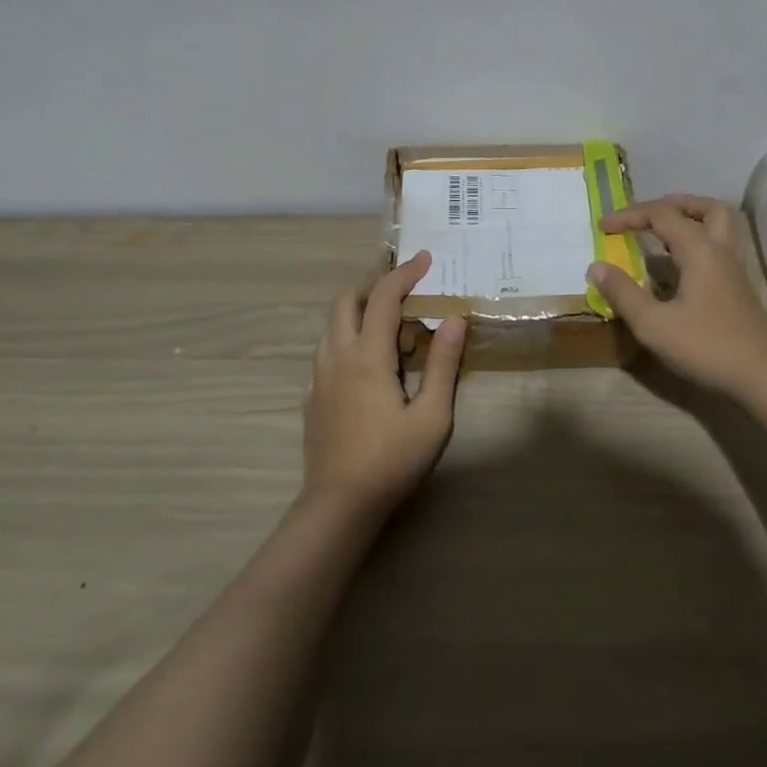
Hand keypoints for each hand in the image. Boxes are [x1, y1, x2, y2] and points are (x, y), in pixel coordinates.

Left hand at [303, 251, 467, 514]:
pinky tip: (366, 360)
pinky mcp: (312, 397)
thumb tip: (454, 319)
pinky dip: (346, 335)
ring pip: (332, 324)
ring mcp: (319, 376)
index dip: (404, 272)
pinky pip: (327, 349)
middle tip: (401, 284)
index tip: (424, 258)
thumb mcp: (432, 417)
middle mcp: (338, 356)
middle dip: (373, 282)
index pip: (383, 297)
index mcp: (368, 356)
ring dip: (357, 308)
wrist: (338, 507)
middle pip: (346, 299)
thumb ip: (443, 364)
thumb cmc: (391, 461)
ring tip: (387, 320)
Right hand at [589, 195, 766, 396]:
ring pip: (719, 225)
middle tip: (646, 217)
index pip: (661, 214)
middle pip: (705, 207)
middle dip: (672, 204)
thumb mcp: (654, 325)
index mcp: (699, 249)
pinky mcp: (738, 287)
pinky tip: (679, 267)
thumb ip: (623, 292)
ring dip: (691, 219)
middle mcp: (720, 250)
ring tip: (662, 234)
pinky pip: (719, 246)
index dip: (629, 215)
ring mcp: (734, 268)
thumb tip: (596, 266)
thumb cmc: (707, 347)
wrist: (764, 378)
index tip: (602, 227)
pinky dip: (697, 242)